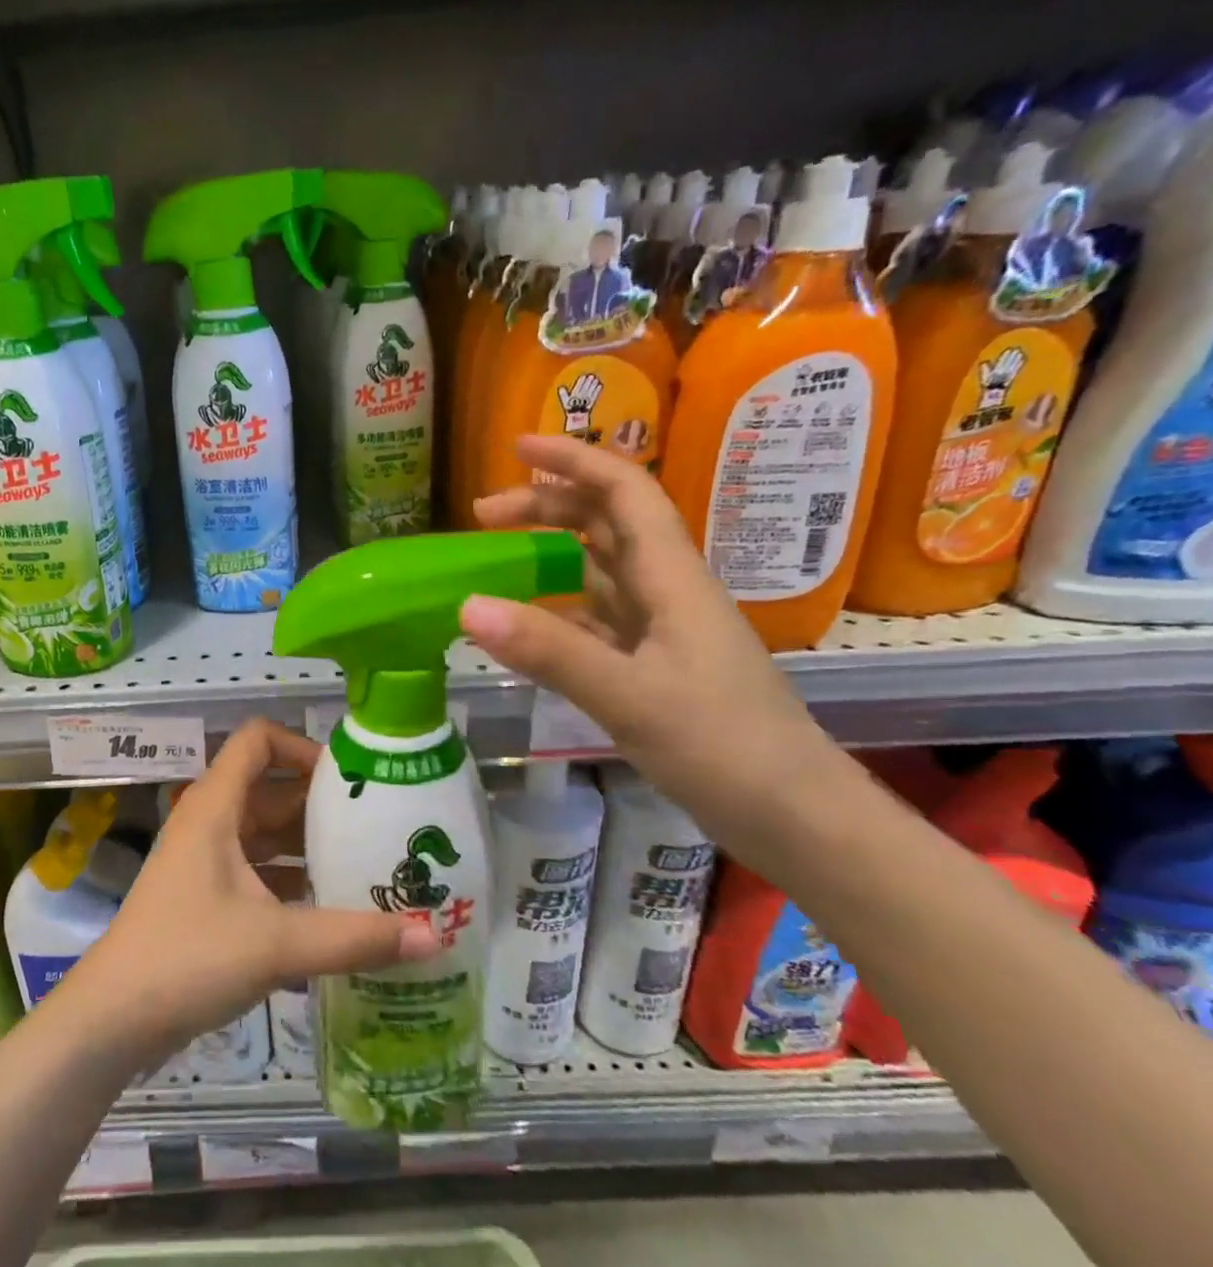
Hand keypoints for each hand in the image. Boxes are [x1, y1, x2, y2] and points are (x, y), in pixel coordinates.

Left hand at [64, 720, 440, 1066]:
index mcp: (216, 807)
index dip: (302, 746)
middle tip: (376, 827)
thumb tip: (433, 937)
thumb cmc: (188, 958)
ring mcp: (205, 862)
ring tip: (366, 866)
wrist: (113, 1020)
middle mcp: (210, 823)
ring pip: (265, 835)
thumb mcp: (277, 944)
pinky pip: (257, 873)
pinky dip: (291, 882)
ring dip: (309, 847)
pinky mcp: (205, 898)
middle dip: (320, 805)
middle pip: (270, 789)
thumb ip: (355, 938)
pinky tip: (331, 911)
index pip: (258, 741)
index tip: (348, 780)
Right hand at [462, 434, 837, 837]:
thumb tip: (468, 605)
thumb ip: (549, 650)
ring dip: (551, 552)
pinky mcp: (657, 666)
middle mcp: (669, 592)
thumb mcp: (630, 697)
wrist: (799, 819)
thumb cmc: (725, 748)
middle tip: (482, 514)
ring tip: (495, 558)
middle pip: (607, 523)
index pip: (624, 493)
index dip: (574, 460)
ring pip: (601, 569)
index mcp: (672, 579)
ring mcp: (663, 631)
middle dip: (547, 505)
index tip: (518, 447)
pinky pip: (598, 618)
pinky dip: (558, 608)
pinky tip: (527, 625)